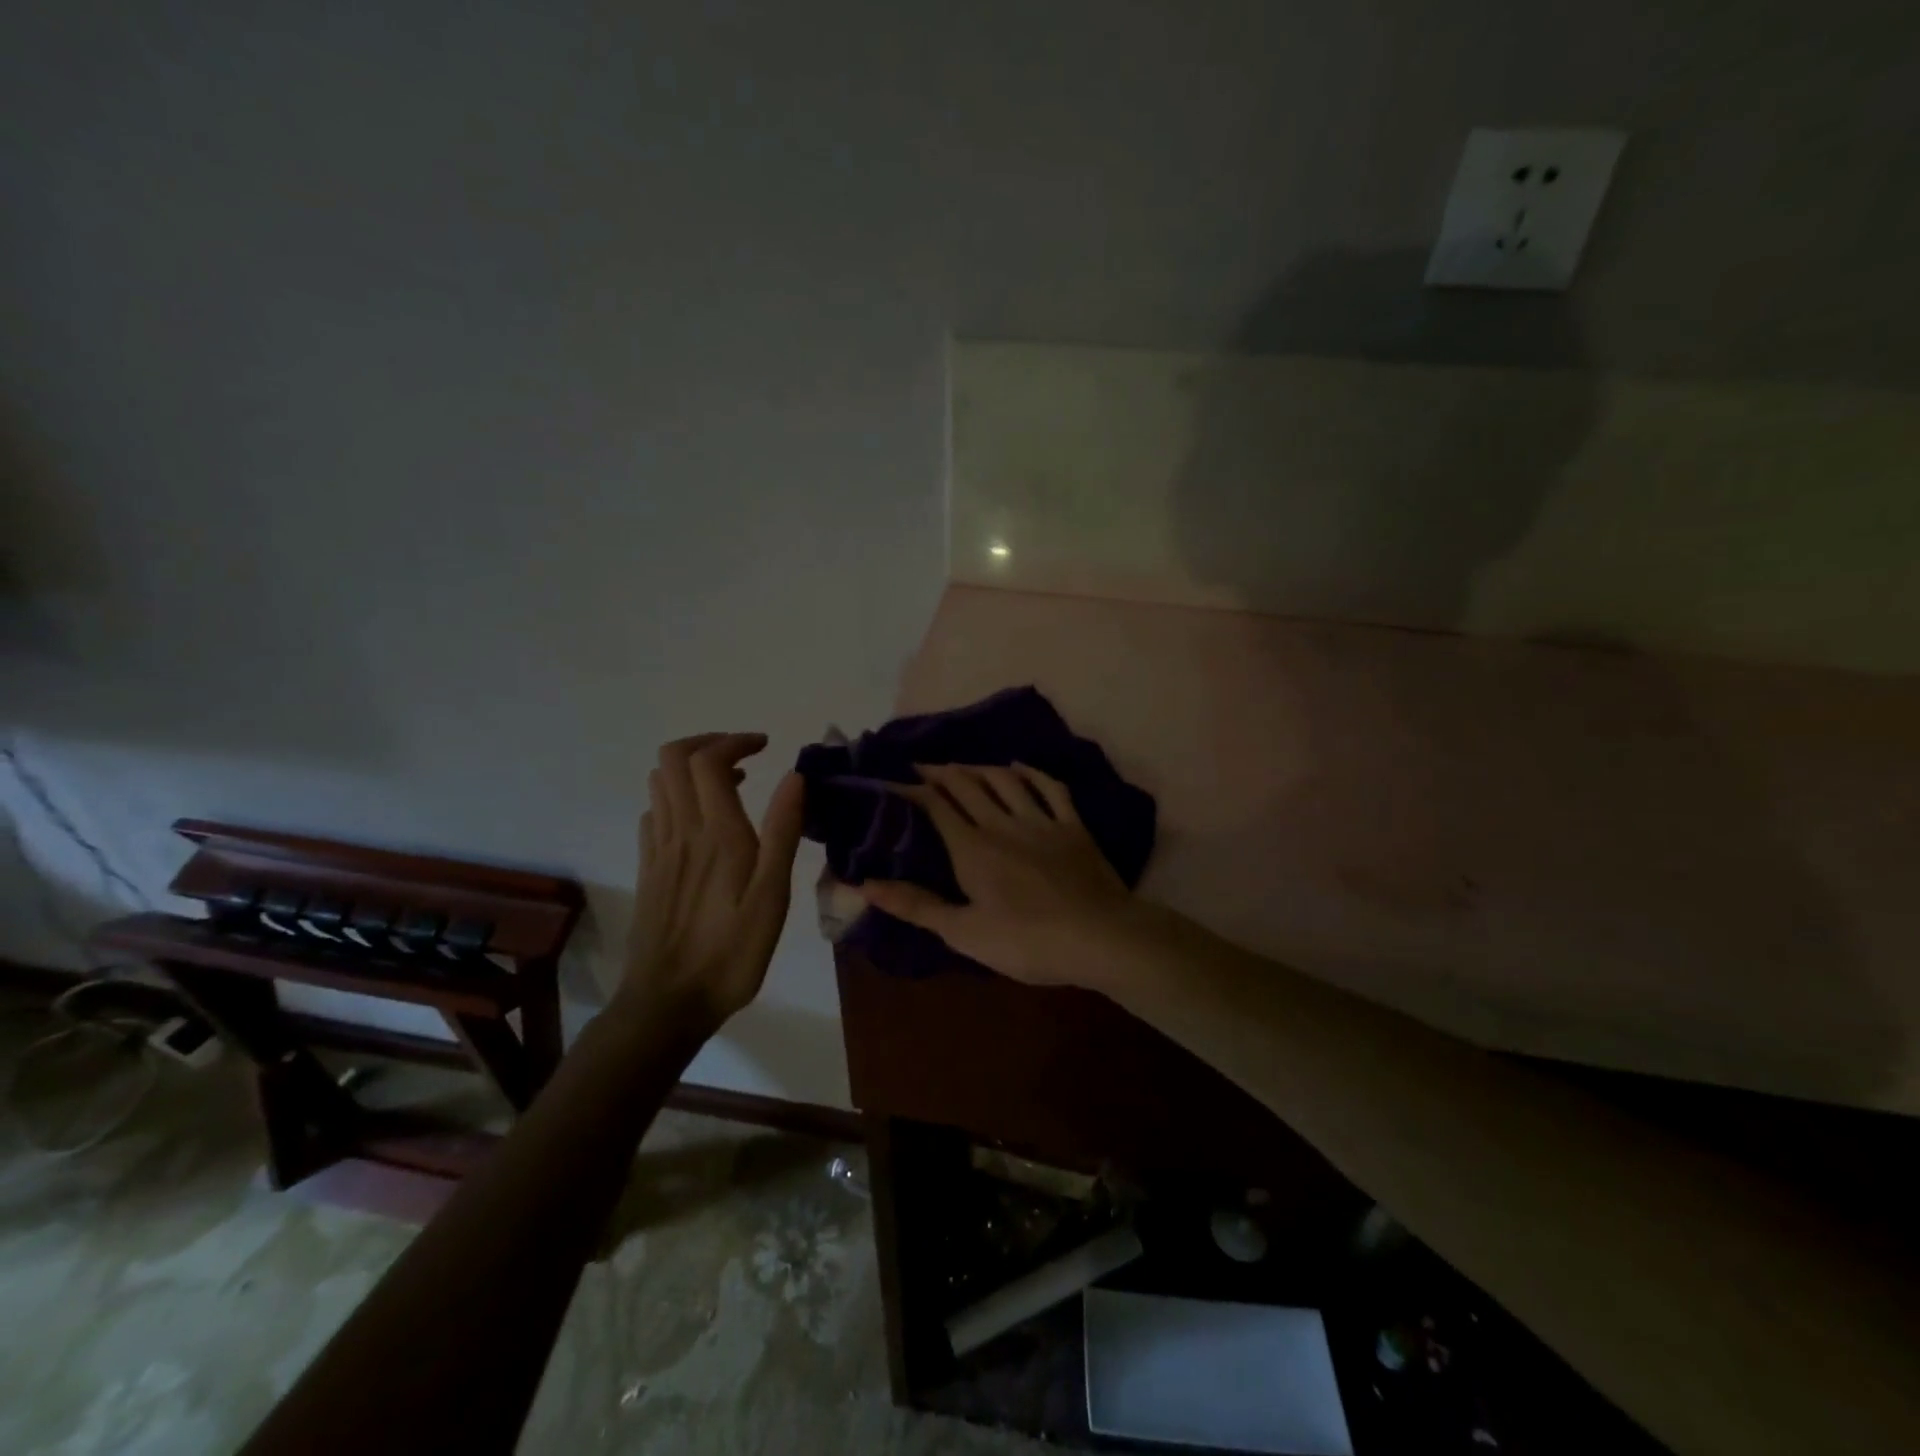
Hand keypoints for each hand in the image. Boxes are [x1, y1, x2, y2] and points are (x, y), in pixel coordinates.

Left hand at [623, 733, 805, 1028]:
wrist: (668, 1002)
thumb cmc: (732, 952)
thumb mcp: (772, 897)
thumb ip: (783, 832)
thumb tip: (795, 777)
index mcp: (717, 834)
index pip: (709, 760)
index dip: (735, 741)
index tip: (765, 746)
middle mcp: (681, 831)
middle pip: (673, 758)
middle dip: (707, 743)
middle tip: (743, 756)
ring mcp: (658, 850)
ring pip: (658, 782)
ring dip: (690, 768)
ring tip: (728, 784)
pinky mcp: (648, 869)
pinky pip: (653, 813)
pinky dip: (675, 798)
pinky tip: (699, 821)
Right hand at [857, 762, 1137, 988]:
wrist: (1098, 937)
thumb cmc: (1026, 942)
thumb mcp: (963, 932)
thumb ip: (915, 905)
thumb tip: (864, 884)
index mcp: (972, 848)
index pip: (935, 805)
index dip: (912, 789)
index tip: (892, 780)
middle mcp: (1002, 823)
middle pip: (967, 784)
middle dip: (940, 772)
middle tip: (922, 766)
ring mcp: (1041, 820)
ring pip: (1004, 780)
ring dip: (979, 768)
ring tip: (962, 765)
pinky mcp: (1073, 826)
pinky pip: (1050, 788)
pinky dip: (1031, 773)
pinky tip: (1019, 767)